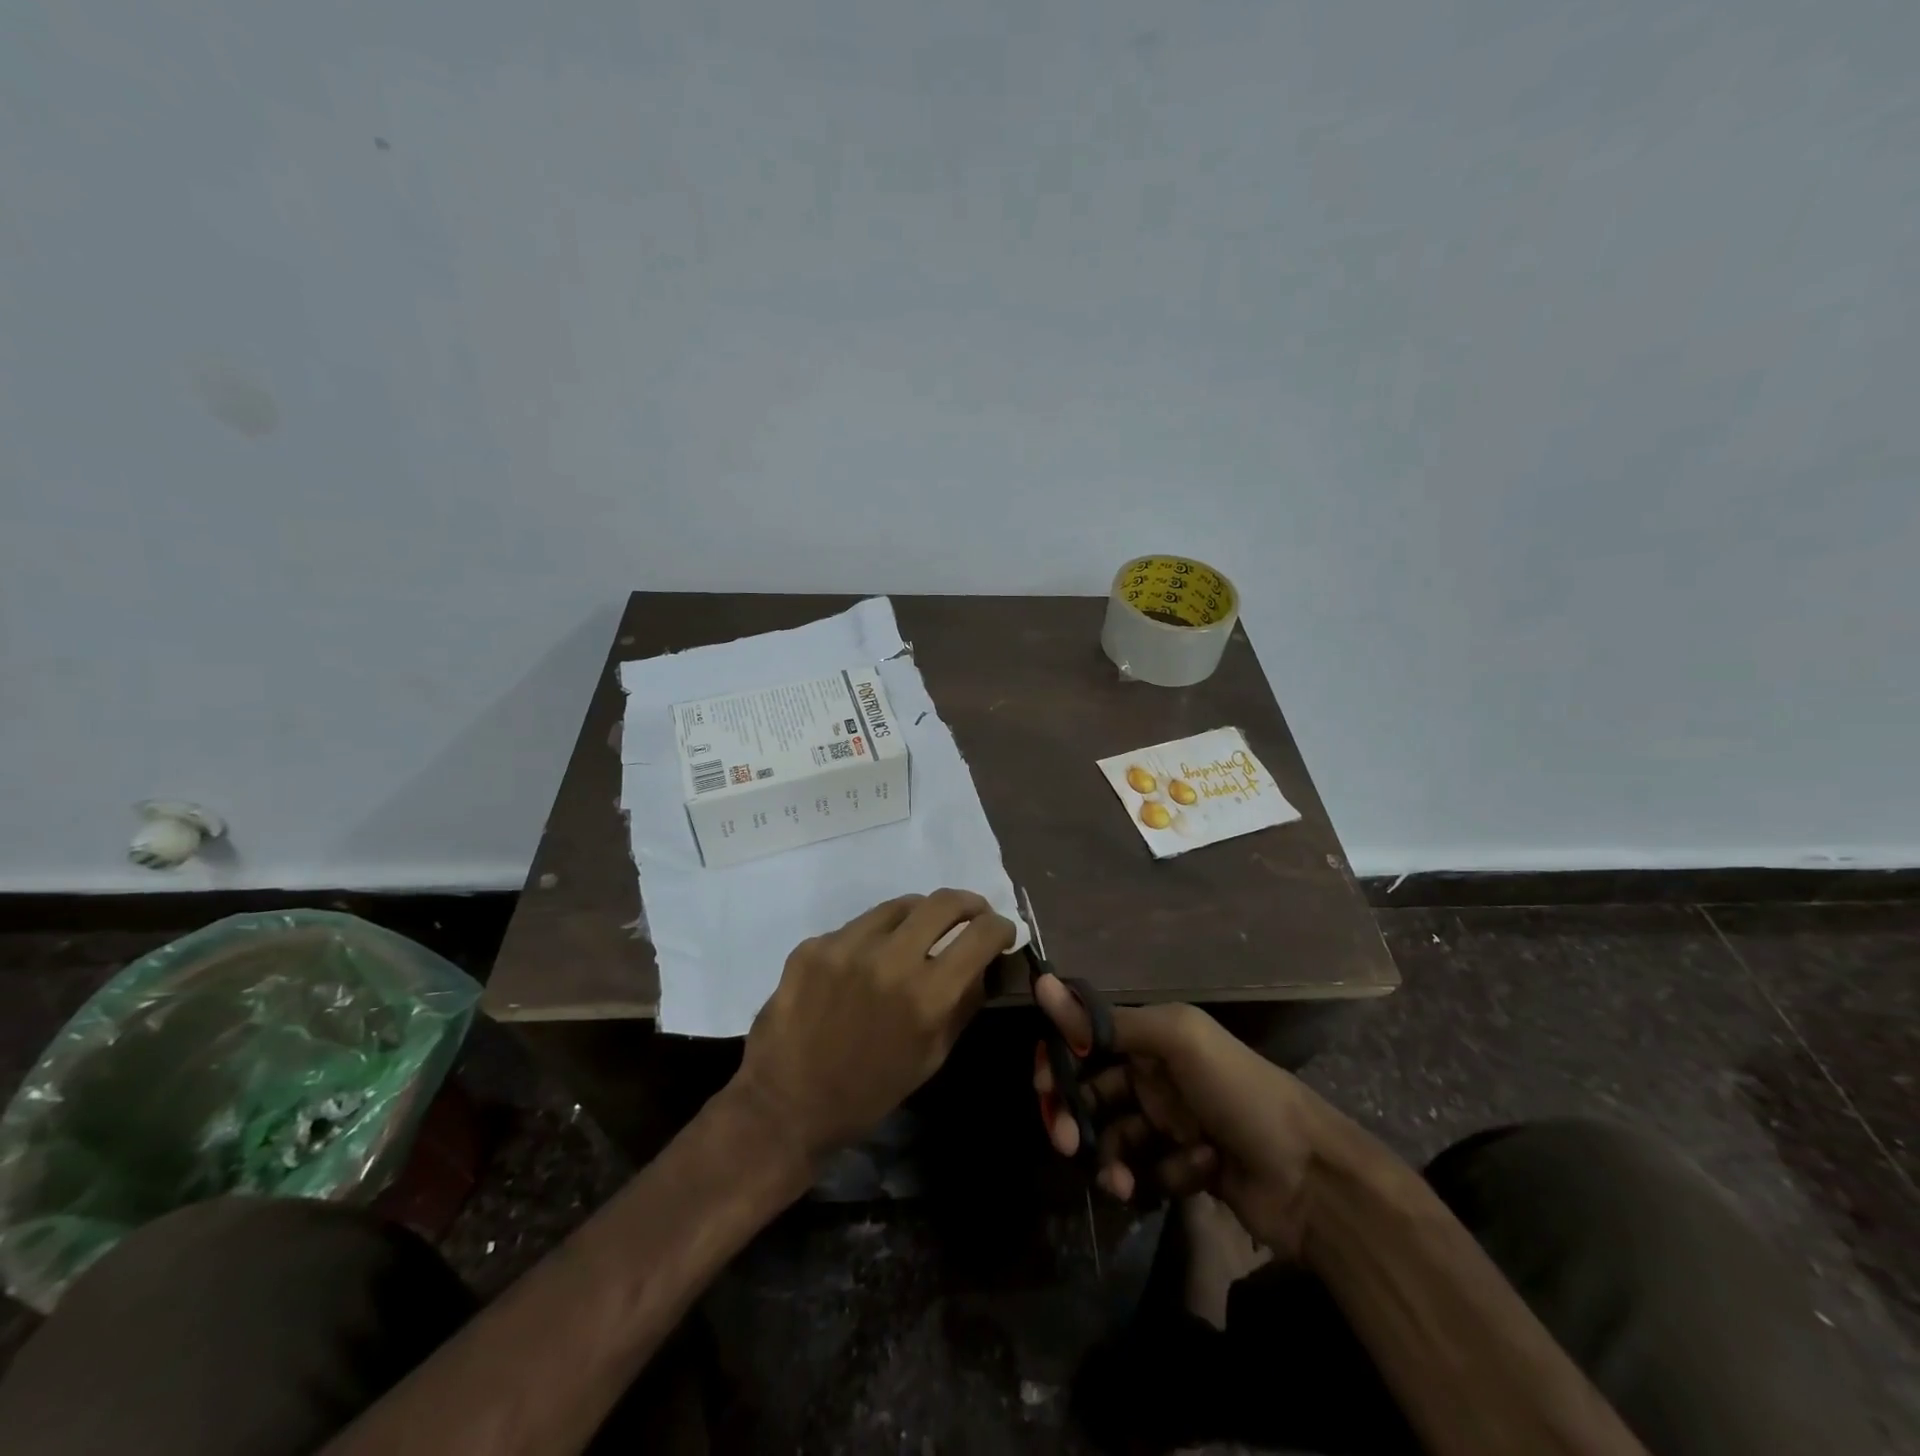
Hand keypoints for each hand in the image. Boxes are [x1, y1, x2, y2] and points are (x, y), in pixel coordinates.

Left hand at [734, 890, 1015, 1166]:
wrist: (786, 1104)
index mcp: (926, 995)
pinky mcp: (815, 945)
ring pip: (900, 905)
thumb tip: (986, 964)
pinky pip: (858, 926)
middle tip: (972, 914)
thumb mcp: (932, 1056)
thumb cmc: (869, 1092)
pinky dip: (875, 937)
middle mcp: (890, 959)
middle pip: (944, 902)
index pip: (981, 934)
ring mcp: (847, 946)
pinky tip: (868, 962)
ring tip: (921, 932)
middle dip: (969, 904)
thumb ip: (964, 1003)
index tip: (1002, 931)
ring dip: (920, 915)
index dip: (1001, 927)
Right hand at [1033, 978, 1330, 1256]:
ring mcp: (1172, 1122)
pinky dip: (1157, 1175)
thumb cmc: (1239, 1092)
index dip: (1060, 1057)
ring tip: (1119, 1181)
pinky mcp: (1184, 1167)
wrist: (1311, 1176)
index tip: (1042, 1086)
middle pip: (1093, 1089)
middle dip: (1074, 1114)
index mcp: (1155, 1036)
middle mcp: (1158, 1074)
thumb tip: (1042, 984)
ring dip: (1110, 1156)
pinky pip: (1147, 1169)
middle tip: (1065, 1143)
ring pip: (1114, 1135)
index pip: (1088, 1038)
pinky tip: (1186, 1176)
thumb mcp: (1177, 1041)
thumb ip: (1108, 1021)